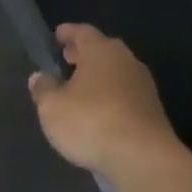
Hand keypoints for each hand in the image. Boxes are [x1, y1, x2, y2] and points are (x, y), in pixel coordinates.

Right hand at [28, 24, 184, 179]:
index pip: (83, 32)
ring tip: (78, 87)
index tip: (57, 35)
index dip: (68, 33)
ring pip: (116, 72)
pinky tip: (97, 110)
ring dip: (98, 76)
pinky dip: (109, 95)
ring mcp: (143, 86)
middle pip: (103, 50)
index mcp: (101, 52)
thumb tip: (39, 77)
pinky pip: (125, 93)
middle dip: (84, 54)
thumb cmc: (90, 122)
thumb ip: (44, 89)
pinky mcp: (152, 110)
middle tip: (67, 58)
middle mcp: (126, 62)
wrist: (142, 158)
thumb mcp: (52, 107)